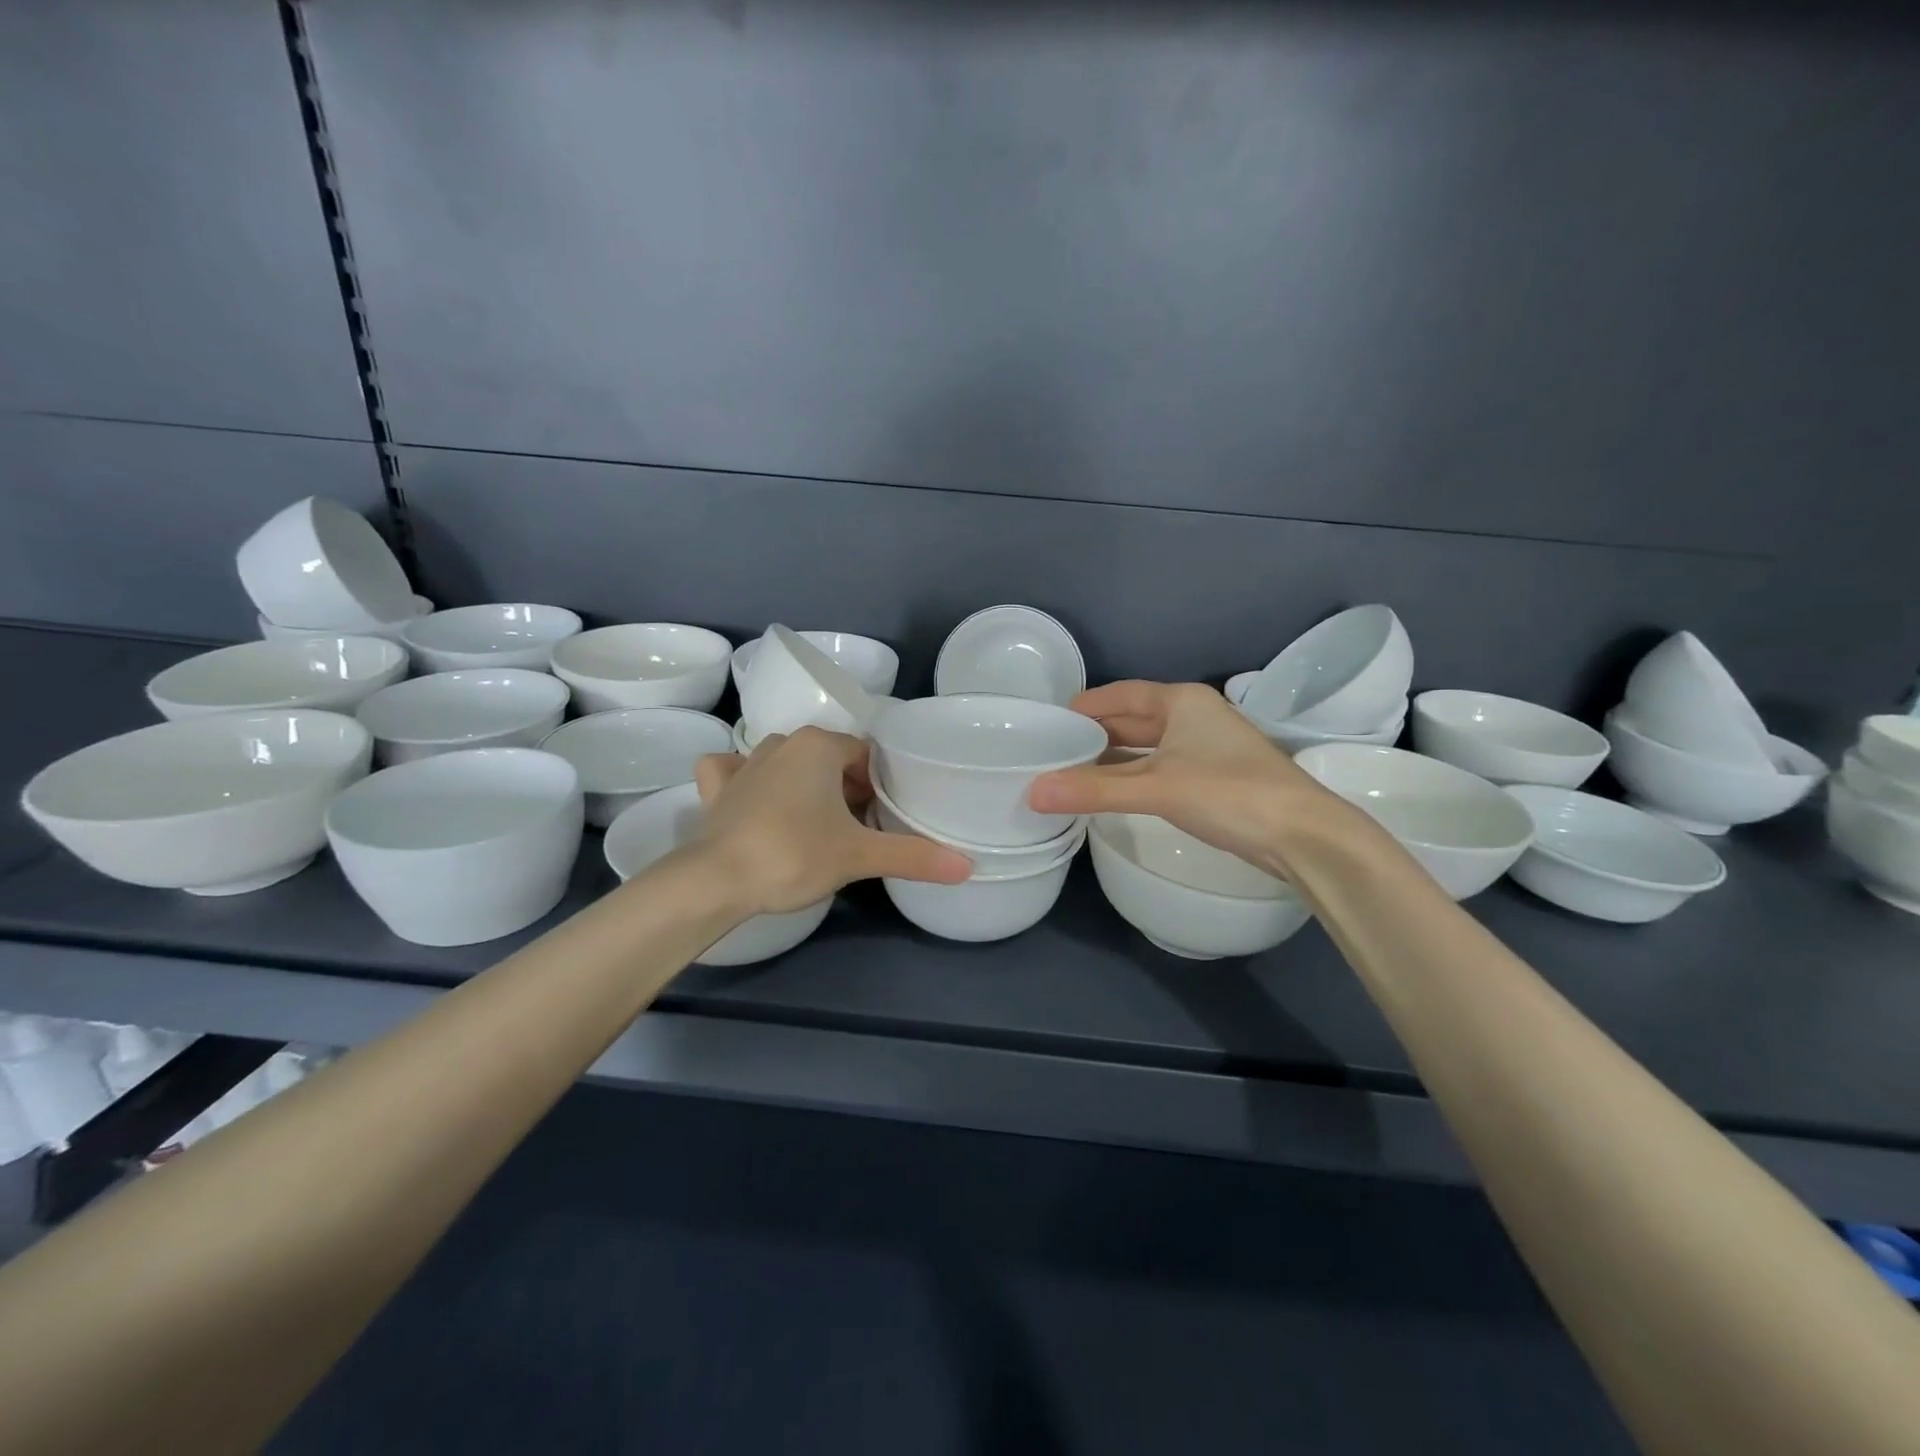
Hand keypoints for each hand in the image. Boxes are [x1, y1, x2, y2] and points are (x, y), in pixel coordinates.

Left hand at [692, 727, 970, 915]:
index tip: (882, 820)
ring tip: (816, 824)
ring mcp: (745, 763)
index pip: (865, 756)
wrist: (715, 880)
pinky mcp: (716, 788)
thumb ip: (914, 857)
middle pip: (830, 759)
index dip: (879, 787)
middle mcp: (782, 743)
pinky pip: (734, 770)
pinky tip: (751, 796)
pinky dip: (745, 779)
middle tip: (856, 830)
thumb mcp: (860, 855)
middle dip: (847, 789)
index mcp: (820, 746)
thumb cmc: (794, 854)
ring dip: (805, 785)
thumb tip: (968, 867)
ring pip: (787, 762)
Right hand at [1027, 681, 1374, 876]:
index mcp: (1181, 701)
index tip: (1050, 721)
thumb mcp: (1156, 788)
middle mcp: (1194, 716)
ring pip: (1148, 746)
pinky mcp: (1214, 777)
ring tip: (1072, 771)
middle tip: (1053, 750)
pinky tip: (1113, 792)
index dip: (1086, 705)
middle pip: (1134, 719)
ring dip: (1114, 758)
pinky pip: (1161, 767)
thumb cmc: (1229, 793)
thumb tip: (1033, 793)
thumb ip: (1094, 790)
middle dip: (1096, 733)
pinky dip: (1134, 775)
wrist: (1304, 835)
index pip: (1121, 694)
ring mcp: (1207, 747)